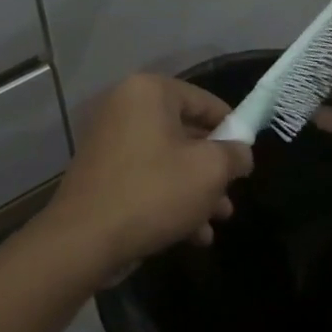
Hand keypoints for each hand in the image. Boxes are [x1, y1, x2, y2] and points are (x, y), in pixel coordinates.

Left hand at [41, 74, 253, 281]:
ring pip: (167, 159)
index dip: (232, 127)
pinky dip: (169, 198)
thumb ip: (234, 154)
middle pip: (185, 131)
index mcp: (149, 92)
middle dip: (212, 168)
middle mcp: (125, 107)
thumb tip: (240, 152)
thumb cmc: (153, 192)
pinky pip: (146, 176)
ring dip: (196, 189)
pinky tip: (193, 234)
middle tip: (232, 194)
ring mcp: (110, 140)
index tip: (247, 155)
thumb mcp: (209, 171)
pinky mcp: (102, 172)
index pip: (203, 100)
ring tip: (218, 220)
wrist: (84, 239)